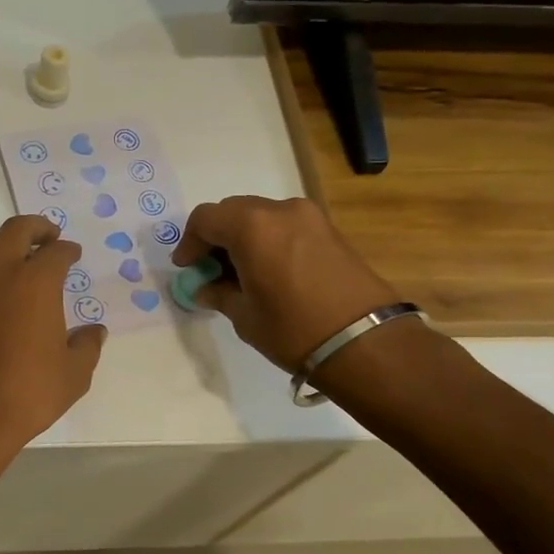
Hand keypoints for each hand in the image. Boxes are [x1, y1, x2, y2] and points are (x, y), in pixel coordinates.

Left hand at [0, 215, 105, 454]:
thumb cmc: (29, 392)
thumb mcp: (74, 374)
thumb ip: (87, 346)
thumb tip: (94, 332)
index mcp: (36, 282)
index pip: (56, 252)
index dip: (68, 250)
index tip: (74, 254)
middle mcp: (0, 275)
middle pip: (15, 231)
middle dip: (36, 227)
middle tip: (50, 236)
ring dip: (4, 240)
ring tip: (19, 252)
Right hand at [173, 196, 397, 370]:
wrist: (366, 342)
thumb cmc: (293, 328)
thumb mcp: (244, 315)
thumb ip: (219, 294)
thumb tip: (206, 288)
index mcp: (251, 226)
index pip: (205, 219)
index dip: (189, 242)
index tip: (188, 268)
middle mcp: (279, 210)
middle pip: (233, 211)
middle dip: (216, 237)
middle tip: (210, 269)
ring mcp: (309, 217)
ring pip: (261, 216)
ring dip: (243, 237)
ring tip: (240, 272)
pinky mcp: (329, 230)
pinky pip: (285, 225)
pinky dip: (269, 240)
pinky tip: (269, 270)